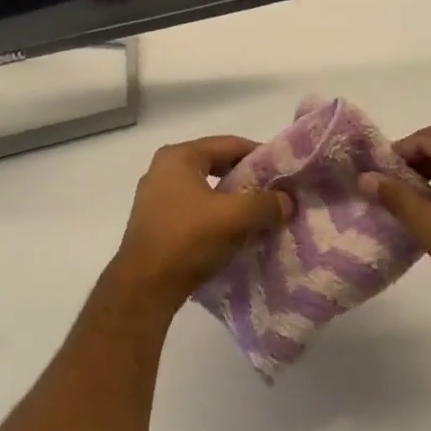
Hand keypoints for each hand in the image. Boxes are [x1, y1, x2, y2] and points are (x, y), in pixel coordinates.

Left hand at [112, 136, 290, 307]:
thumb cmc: (188, 239)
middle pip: (216, 165)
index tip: (284, 172)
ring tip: (258, 215)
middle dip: (246, 179)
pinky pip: (193, 210)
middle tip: (274, 193)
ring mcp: (155, 197)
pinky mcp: (155, 223)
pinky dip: (214, 216)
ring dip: (231, 200)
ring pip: (205, 190)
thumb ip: (266, 204)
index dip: (260, 155)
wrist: (144, 286)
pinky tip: (232, 233)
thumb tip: (286, 200)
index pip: (229, 144)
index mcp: (179, 156)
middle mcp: (163, 169)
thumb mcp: (235, 217)